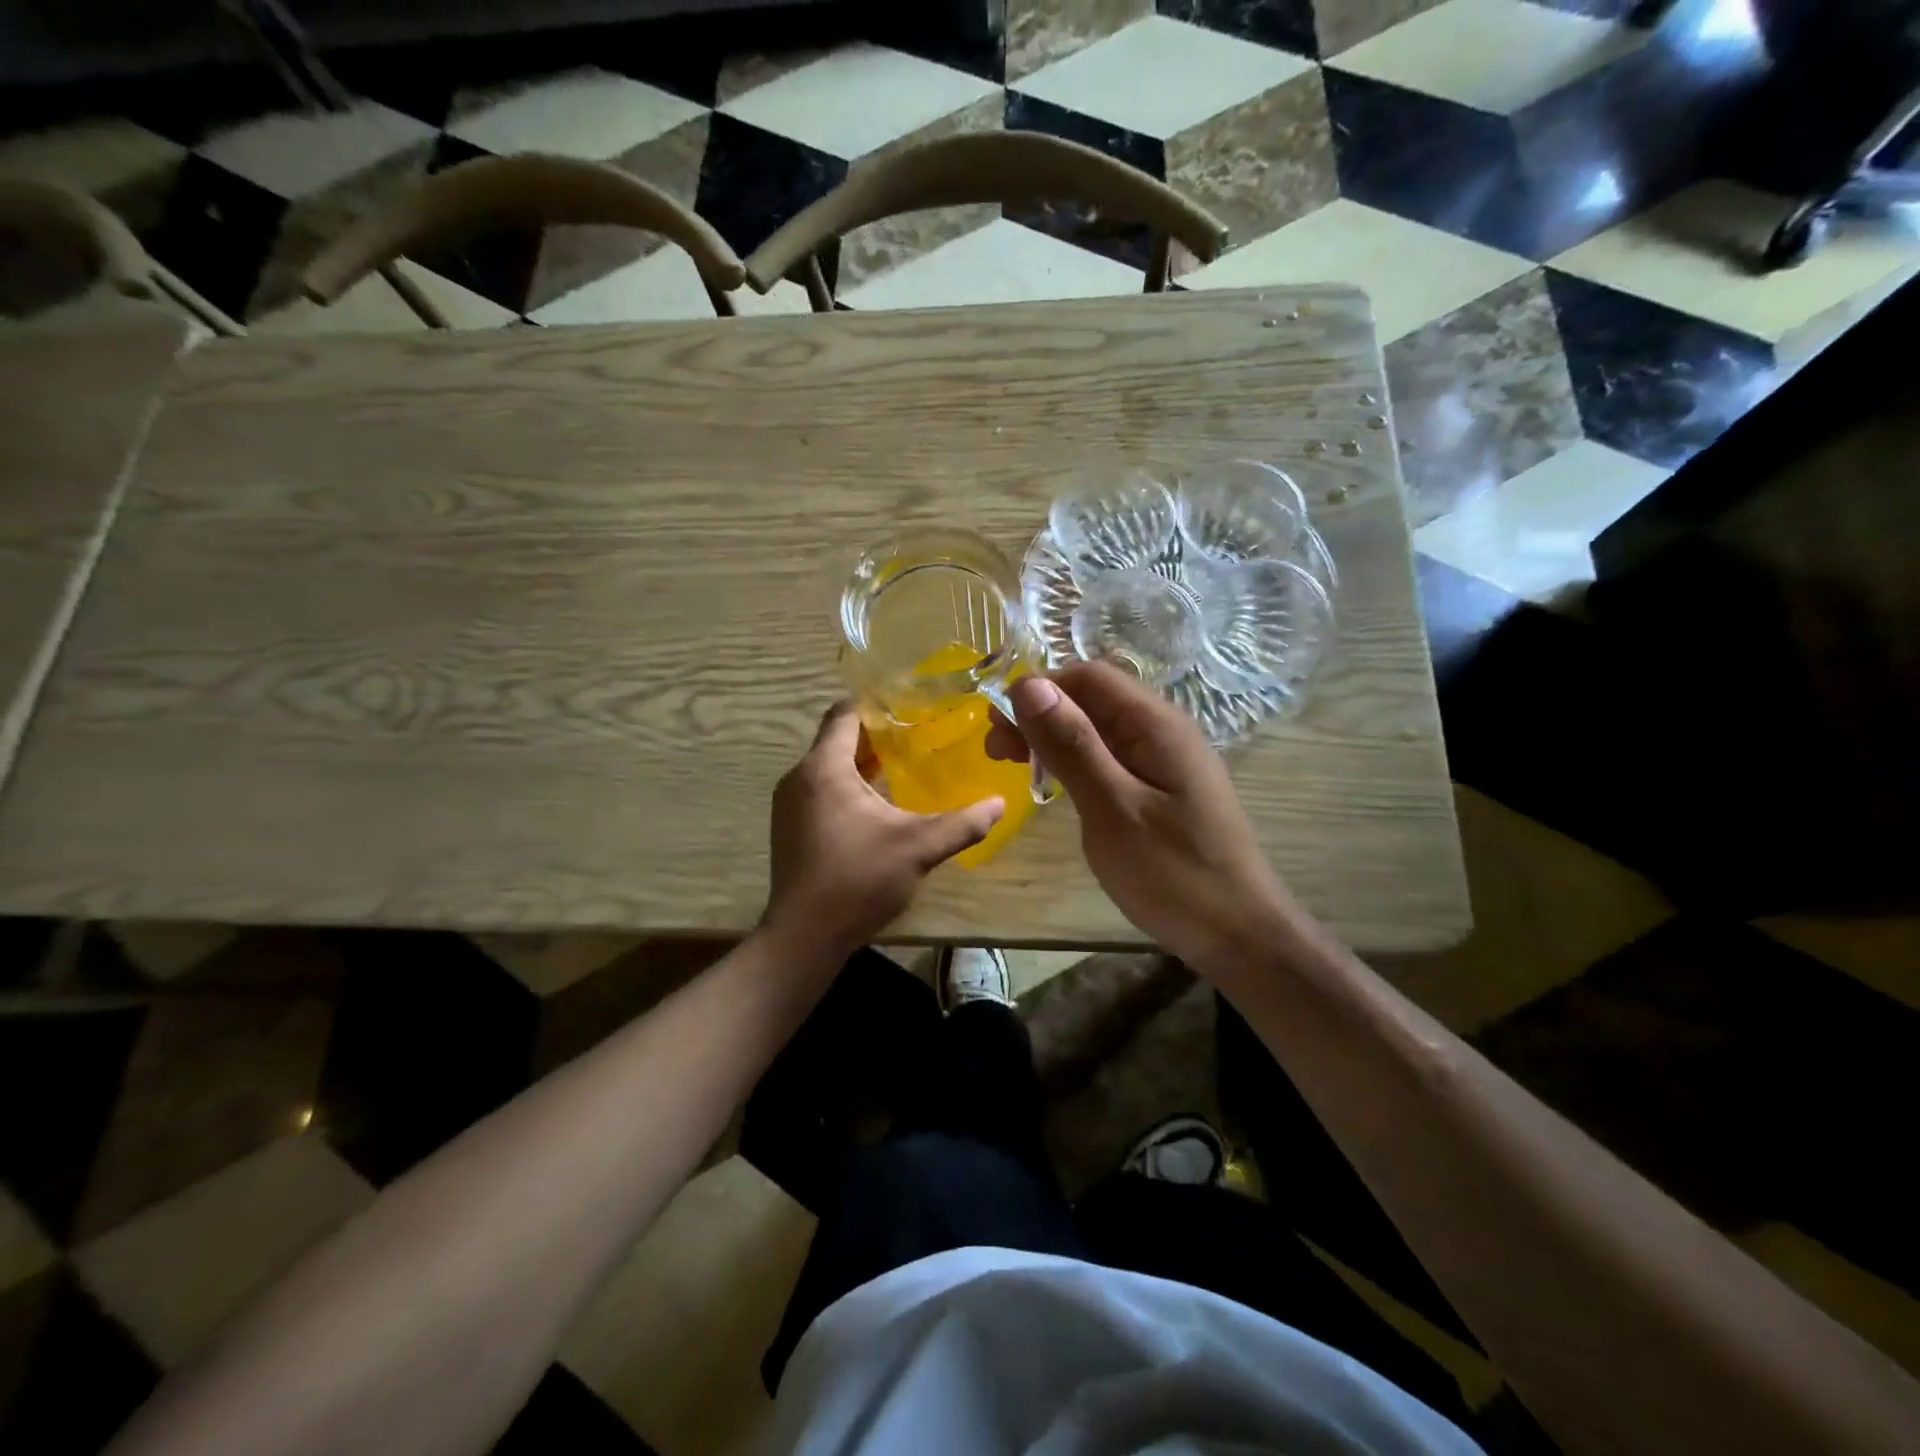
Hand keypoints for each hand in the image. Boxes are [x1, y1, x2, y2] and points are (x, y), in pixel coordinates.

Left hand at [762, 701, 1004, 959]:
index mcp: (824, 768)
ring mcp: (790, 804)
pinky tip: (880, 805)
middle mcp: (799, 777)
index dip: (878, 704)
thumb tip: (1000, 803)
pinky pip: (821, 790)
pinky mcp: (791, 828)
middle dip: (877, 735)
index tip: (913, 705)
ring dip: (863, 763)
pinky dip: (848, 786)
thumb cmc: (857, 880)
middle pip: (838, 738)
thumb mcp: (918, 848)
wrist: (804, 938)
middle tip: (920, 734)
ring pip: (829, 766)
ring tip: (906, 765)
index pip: (845, 713)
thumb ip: (962, 823)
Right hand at [988, 662, 1294, 973]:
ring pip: (1100, 728)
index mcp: (1155, 724)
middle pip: (1093, 698)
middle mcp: (1163, 730)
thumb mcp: (1112, 808)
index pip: (1088, 676)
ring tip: (1017, 767)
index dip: (1039, 690)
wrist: (1239, 934)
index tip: (998, 727)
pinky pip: (1113, 757)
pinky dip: (1077, 761)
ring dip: (1055, 738)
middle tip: (997, 752)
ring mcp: (1166, 760)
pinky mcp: (1163, 788)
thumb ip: (1072, 745)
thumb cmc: (1174, 873)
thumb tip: (1028, 685)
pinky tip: (1058, 785)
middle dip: (1041, 714)